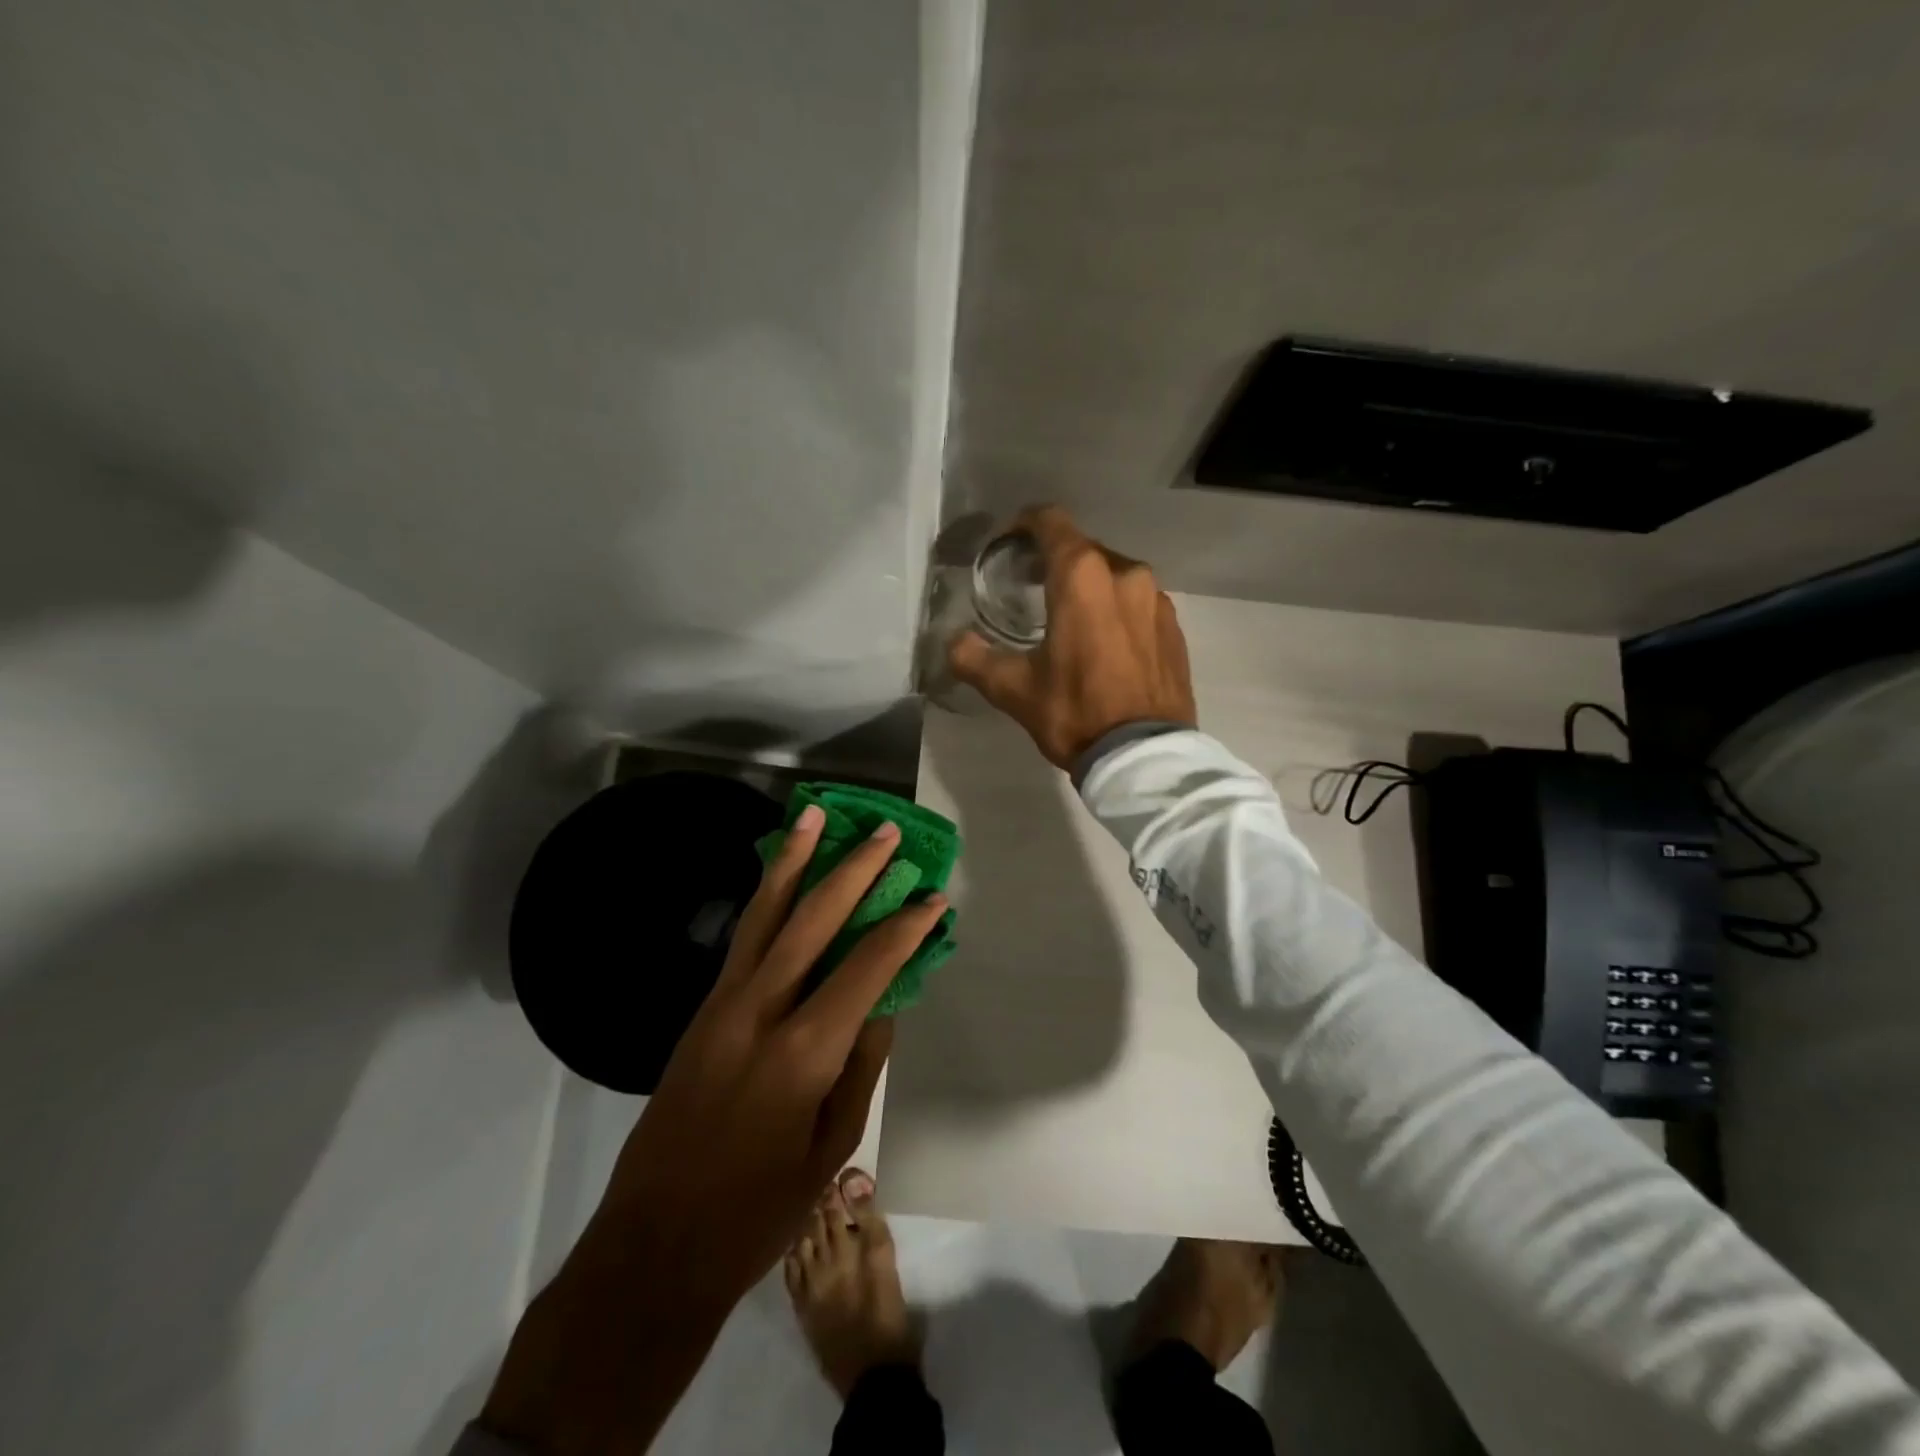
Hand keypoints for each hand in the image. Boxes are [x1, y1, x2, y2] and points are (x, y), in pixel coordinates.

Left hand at [480, 808, 946, 1454]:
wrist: (652, 1247)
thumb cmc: (756, 1212)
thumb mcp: (832, 1147)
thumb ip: (862, 1065)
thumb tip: (884, 1003)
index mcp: (804, 1050)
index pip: (868, 968)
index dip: (905, 929)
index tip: (934, 898)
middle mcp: (760, 1010)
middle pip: (813, 920)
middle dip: (854, 871)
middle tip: (884, 832)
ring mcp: (723, 1005)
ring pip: (765, 914)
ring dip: (794, 861)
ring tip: (814, 817)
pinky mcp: (701, 1010)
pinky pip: (743, 939)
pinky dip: (767, 898)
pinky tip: (780, 877)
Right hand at [950, 505, 1196, 767]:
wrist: (1143, 757)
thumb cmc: (1074, 713)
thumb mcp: (1013, 689)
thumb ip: (975, 658)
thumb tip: (953, 643)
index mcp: (1082, 576)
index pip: (1051, 523)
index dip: (1025, 524)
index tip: (1009, 542)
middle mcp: (1126, 573)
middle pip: (1083, 550)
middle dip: (1055, 560)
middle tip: (1030, 585)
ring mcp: (1157, 600)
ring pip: (1114, 576)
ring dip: (1089, 587)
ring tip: (1069, 617)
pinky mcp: (1175, 627)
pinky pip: (1138, 603)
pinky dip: (1117, 610)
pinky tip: (1106, 642)